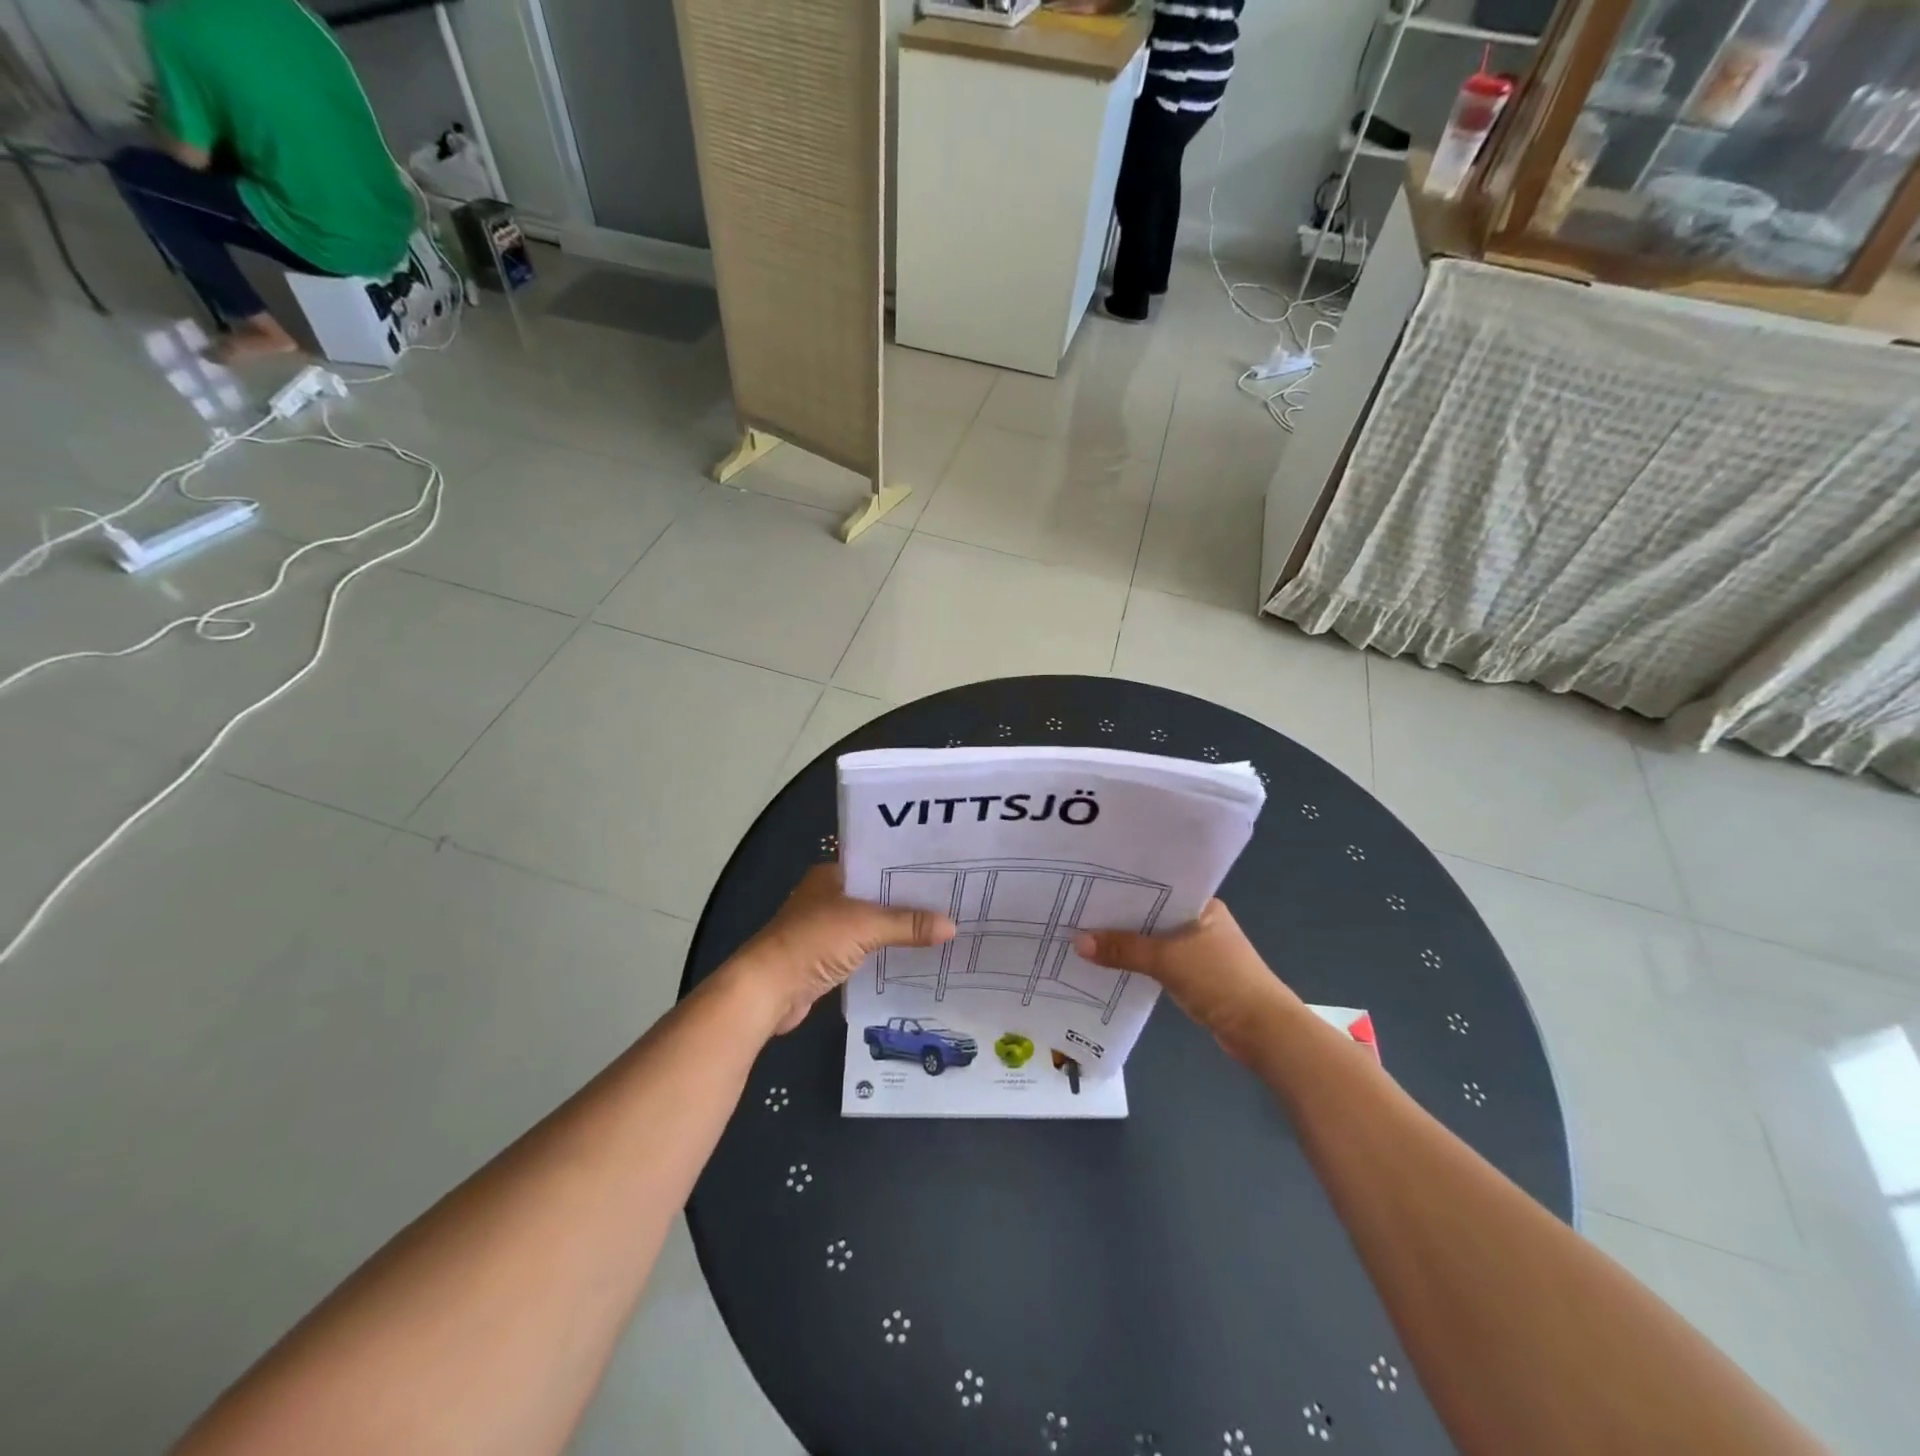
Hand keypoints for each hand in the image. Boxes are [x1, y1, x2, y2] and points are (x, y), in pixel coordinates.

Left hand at [727, 865, 956, 1034]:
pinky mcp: (827, 958)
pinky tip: (914, 954)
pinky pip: (866, 949)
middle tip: (952, 899)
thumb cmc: (812, 942)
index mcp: (832, 875)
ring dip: (898, 927)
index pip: (877, 863)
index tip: (944, 871)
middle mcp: (828, 896)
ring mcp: (826, 928)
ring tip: (940, 926)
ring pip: (872, 923)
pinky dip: (885, 951)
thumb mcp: (866, 926)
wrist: (767, 989)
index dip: (908, 868)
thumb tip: (952, 926)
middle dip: (909, 900)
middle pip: (877, 894)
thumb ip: (908, 924)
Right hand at [1074, 900, 1300, 1061]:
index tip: (1088, 881)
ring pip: (1153, 939)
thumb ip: (1124, 949)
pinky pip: (1157, 961)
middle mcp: (1199, 921)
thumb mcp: (1168, 959)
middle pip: (1151, 913)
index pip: (1157, 885)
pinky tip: (1109, 963)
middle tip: (1076, 907)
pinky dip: (1137, 962)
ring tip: (1084, 933)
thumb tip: (1077, 941)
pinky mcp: (1195, 976)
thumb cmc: (1221, 980)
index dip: (1124, 884)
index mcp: (1201, 904)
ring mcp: (1198, 950)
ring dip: (1127, 941)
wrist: (1264, 1031)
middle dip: (1119, 915)